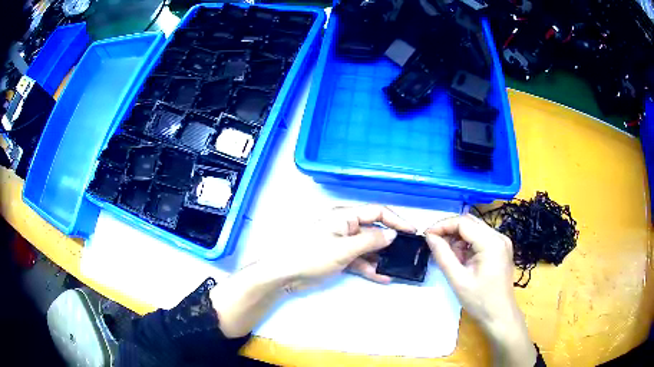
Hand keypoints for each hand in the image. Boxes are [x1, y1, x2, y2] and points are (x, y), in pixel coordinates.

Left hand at [277, 205, 416, 290]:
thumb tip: (392, 234)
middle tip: (408, 252)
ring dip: (381, 258)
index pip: (377, 212)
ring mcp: (343, 243)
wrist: (286, 274)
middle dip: (390, 242)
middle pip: (374, 231)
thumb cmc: (313, 255)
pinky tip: (383, 277)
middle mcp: (346, 227)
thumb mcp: (344, 248)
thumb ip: (370, 240)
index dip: (396, 220)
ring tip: (398, 268)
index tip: (412, 232)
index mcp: (345, 216)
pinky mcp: (339, 258)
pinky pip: (359, 261)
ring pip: (368, 248)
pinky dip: (370, 268)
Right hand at [425, 215, 536, 366]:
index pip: (463, 222)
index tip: (426, 236)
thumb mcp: (458, 280)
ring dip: (458, 238)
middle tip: (434, 245)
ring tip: (450, 258)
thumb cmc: (480, 301)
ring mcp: (501, 241)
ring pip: (474, 229)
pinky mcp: (500, 248)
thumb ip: (443, 256)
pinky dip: (467, 244)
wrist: (500, 315)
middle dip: (449, 230)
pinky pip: (480, 237)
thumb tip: (430, 237)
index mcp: (491, 243)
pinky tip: (461, 259)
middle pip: (469, 222)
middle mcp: (499, 236)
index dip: (443, 225)